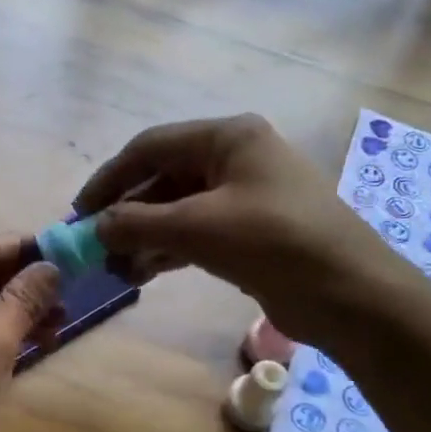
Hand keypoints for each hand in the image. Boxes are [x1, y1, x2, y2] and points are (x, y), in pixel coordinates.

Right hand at [76, 114, 397, 339]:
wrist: (350, 294)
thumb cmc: (274, 243)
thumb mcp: (198, 228)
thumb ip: (139, 223)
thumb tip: (95, 227)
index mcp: (228, 137)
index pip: (151, 147)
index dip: (110, 178)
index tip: (80, 212)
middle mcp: (236, 158)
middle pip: (164, 178)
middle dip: (128, 213)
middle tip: (96, 246)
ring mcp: (246, 196)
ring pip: (178, 209)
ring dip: (145, 236)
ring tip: (116, 268)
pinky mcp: (251, 232)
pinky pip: (197, 232)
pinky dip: (168, 250)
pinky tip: (144, 273)